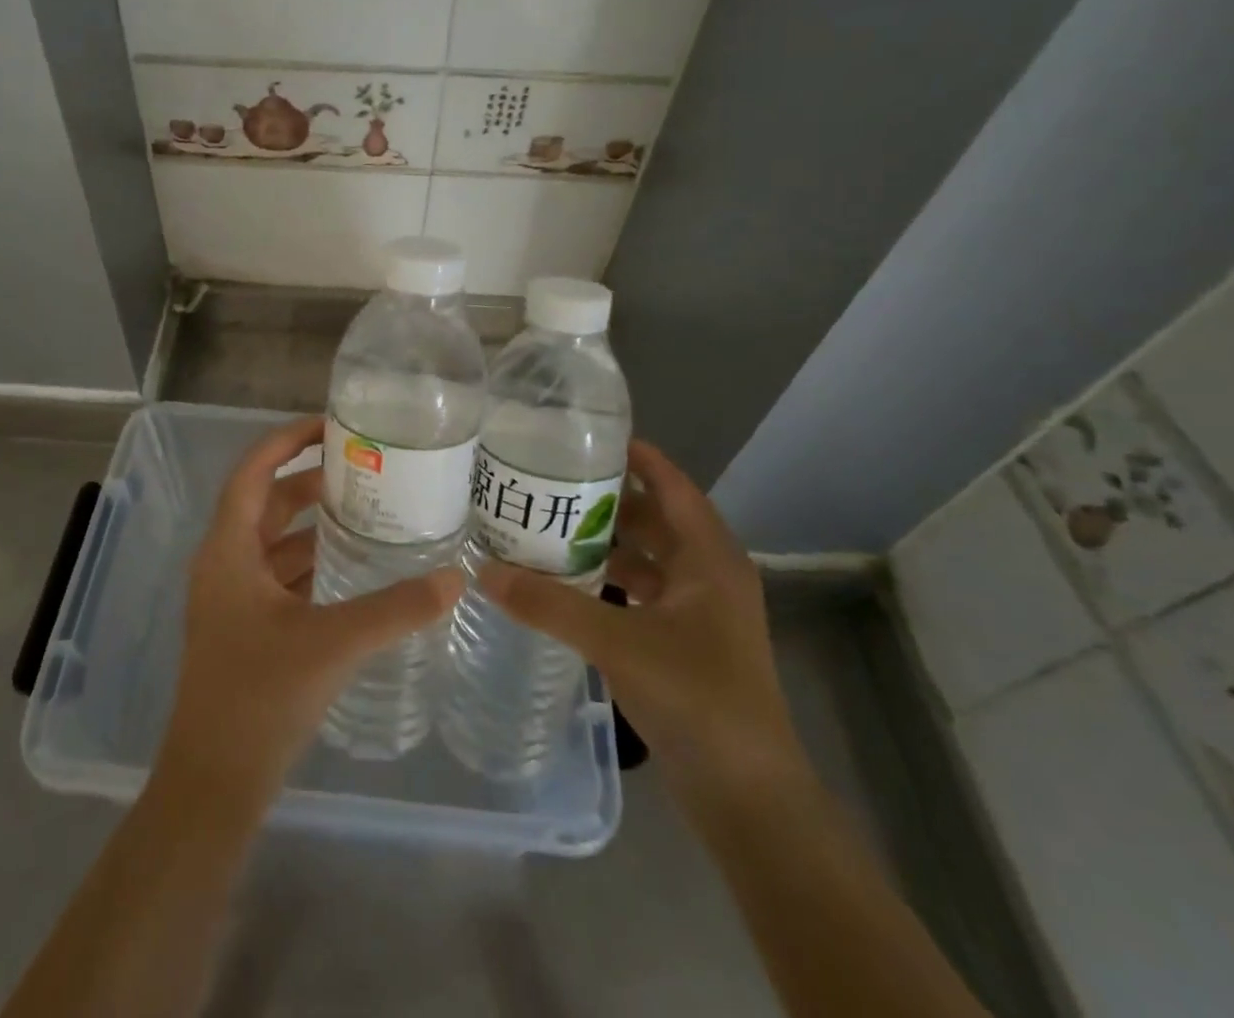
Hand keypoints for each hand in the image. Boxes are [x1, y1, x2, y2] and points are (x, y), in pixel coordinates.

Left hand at [155, 417, 464, 813]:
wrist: (214, 783)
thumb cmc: (259, 697)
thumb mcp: (333, 644)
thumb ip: (396, 609)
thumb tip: (456, 579)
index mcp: (228, 550)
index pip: (253, 470)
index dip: (288, 440)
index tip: (332, 425)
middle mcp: (225, 563)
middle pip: (267, 502)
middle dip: (311, 481)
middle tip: (365, 469)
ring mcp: (233, 598)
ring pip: (275, 541)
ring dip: (314, 524)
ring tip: (368, 512)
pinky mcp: (246, 627)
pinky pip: (281, 576)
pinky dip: (312, 563)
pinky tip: (353, 569)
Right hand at [479, 440, 802, 802]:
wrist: (748, 797)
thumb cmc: (697, 698)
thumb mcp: (617, 642)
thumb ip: (550, 604)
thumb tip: (484, 571)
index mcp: (710, 558)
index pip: (672, 485)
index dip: (637, 456)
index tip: (586, 436)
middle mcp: (710, 574)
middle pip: (655, 518)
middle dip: (608, 499)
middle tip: (551, 480)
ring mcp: (700, 611)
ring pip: (648, 557)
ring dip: (606, 541)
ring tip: (550, 524)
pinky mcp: (686, 642)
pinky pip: (643, 592)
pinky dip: (610, 580)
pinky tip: (568, 582)